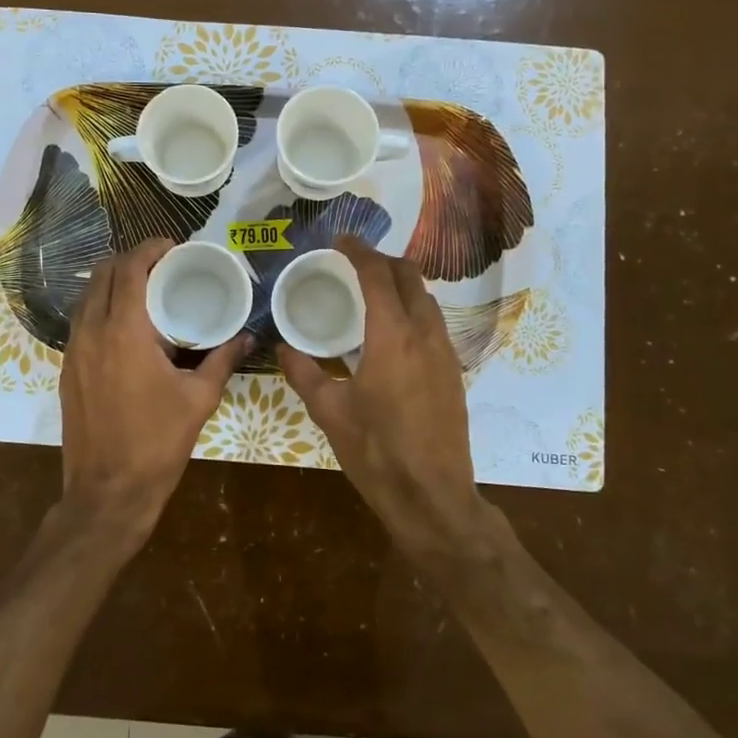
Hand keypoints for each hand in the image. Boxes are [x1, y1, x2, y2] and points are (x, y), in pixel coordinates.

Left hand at [57, 239, 247, 545]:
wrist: (107, 492)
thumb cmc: (157, 443)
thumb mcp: (199, 400)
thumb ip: (222, 361)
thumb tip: (247, 337)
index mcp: (124, 332)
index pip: (129, 269)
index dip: (150, 249)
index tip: (173, 247)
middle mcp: (91, 332)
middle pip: (102, 274)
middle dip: (130, 259)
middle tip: (162, 265)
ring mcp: (73, 351)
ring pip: (87, 296)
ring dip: (112, 282)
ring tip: (145, 289)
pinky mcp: (66, 369)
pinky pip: (81, 321)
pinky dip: (101, 307)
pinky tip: (126, 325)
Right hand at [277, 236, 496, 562]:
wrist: (433, 496)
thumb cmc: (376, 453)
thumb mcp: (330, 413)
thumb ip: (304, 373)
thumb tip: (283, 347)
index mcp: (392, 337)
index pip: (378, 276)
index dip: (359, 252)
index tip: (341, 240)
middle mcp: (424, 334)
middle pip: (410, 277)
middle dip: (383, 261)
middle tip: (355, 263)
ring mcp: (445, 353)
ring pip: (427, 299)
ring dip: (402, 284)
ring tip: (372, 293)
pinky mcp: (454, 372)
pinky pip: (434, 323)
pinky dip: (414, 309)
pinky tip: (393, 331)